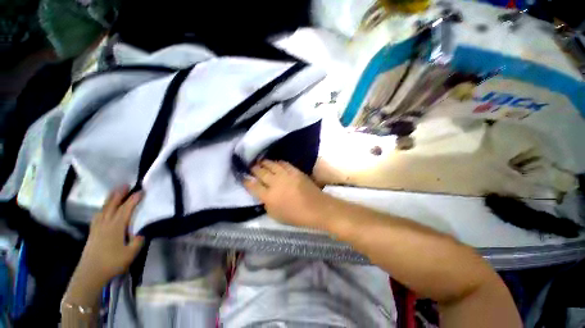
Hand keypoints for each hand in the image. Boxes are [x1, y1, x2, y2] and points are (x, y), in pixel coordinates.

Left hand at [77, 186, 144, 283]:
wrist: (90, 274)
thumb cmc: (112, 263)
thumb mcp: (131, 253)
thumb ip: (139, 240)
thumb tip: (143, 231)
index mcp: (116, 226)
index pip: (126, 208)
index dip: (134, 199)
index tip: (142, 191)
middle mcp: (106, 223)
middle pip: (112, 204)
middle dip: (119, 194)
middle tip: (126, 184)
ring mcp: (97, 227)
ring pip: (103, 208)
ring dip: (110, 199)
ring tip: (115, 192)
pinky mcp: (92, 232)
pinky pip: (98, 215)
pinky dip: (103, 208)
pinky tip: (103, 209)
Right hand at [244, 160, 331, 227]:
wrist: (316, 208)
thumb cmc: (295, 216)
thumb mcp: (275, 215)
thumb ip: (266, 204)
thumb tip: (263, 195)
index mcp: (268, 197)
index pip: (253, 186)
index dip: (246, 181)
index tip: (243, 177)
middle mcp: (275, 183)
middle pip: (260, 172)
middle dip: (254, 169)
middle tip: (251, 167)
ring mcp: (285, 175)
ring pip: (271, 165)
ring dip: (264, 163)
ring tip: (260, 162)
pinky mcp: (295, 171)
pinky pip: (283, 163)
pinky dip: (277, 162)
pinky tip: (275, 162)